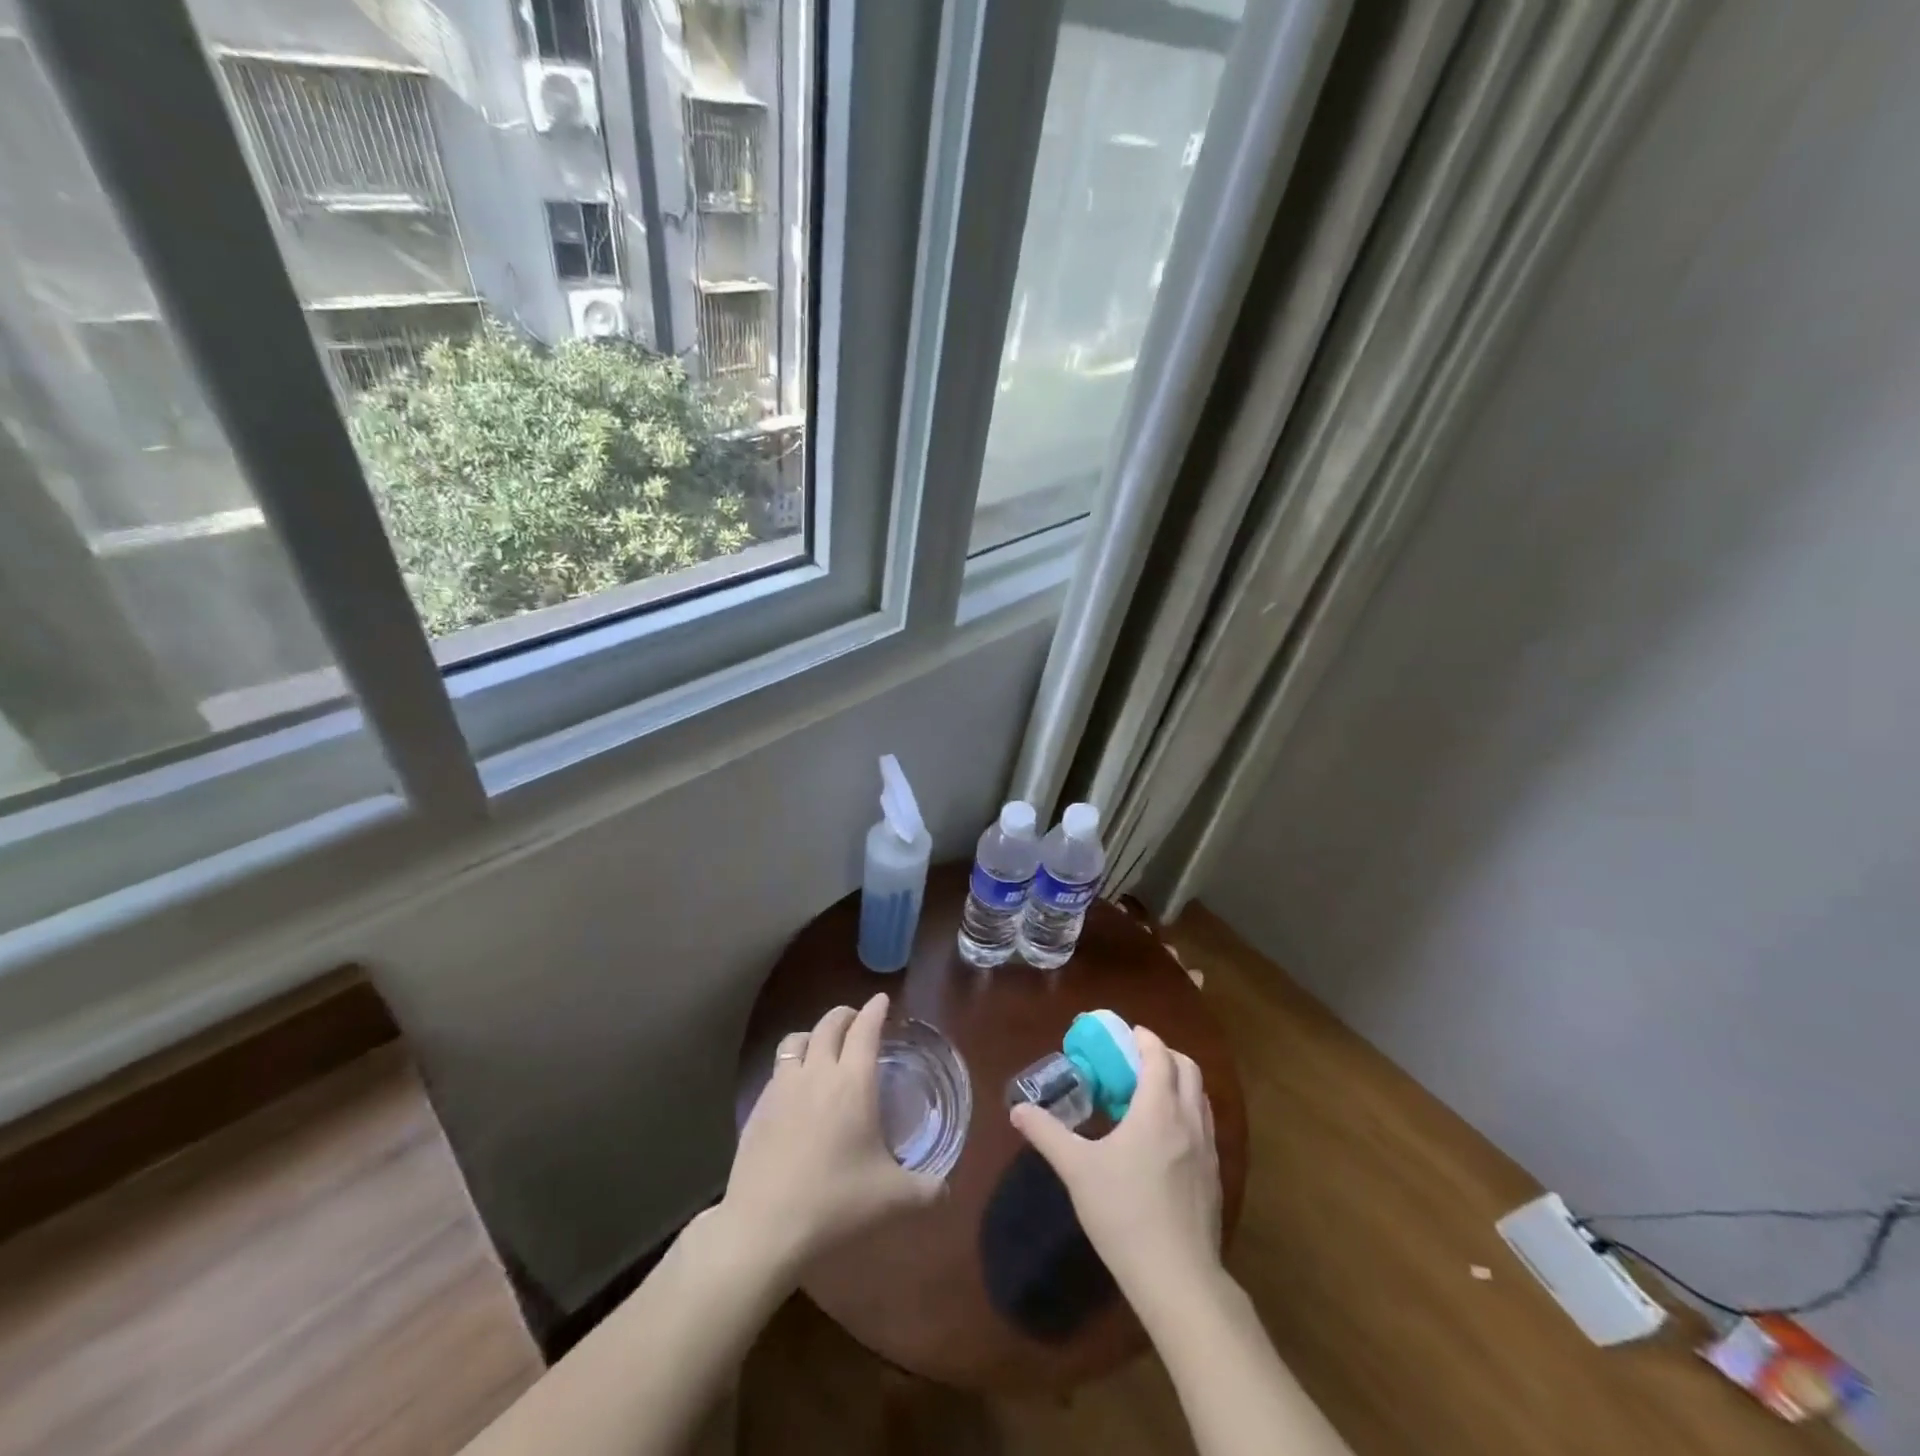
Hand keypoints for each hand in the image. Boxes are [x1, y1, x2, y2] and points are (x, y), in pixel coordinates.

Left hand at [720, 993, 944, 1277]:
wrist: (763, 1228)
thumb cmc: (835, 1203)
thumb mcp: (892, 1200)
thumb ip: (926, 1190)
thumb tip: (946, 1189)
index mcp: (853, 1083)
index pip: (866, 1029)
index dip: (875, 1010)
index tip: (882, 1000)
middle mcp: (817, 1073)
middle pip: (830, 1024)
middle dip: (846, 1014)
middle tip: (857, 1019)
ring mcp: (782, 1087)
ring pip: (797, 1039)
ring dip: (814, 1033)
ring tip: (822, 1045)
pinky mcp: (758, 1107)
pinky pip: (777, 1068)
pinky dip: (792, 1063)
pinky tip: (796, 1086)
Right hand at [1010, 1024, 1221, 1307]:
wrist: (1178, 1278)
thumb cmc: (1124, 1213)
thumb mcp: (1077, 1169)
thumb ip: (1047, 1133)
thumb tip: (1017, 1110)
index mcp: (1158, 1109)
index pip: (1160, 1055)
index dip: (1145, 1039)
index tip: (1126, 1035)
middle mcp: (1189, 1120)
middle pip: (1188, 1069)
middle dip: (1164, 1056)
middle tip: (1135, 1062)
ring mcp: (1208, 1150)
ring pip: (1200, 1098)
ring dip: (1178, 1084)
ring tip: (1148, 1097)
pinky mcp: (1215, 1177)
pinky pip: (1204, 1127)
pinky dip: (1187, 1114)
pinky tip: (1164, 1141)